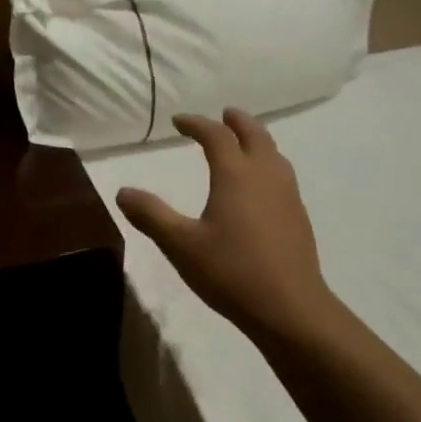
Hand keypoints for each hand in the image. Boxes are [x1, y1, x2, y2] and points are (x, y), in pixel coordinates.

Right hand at [116, 109, 334, 341]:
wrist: (289, 307)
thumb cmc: (231, 272)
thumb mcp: (180, 245)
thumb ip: (151, 215)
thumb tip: (123, 192)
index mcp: (236, 175)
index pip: (216, 136)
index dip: (196, 124)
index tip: (178, 122)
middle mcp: (265, 175)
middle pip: (254, 134)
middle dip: (236, 121)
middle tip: (223, 115)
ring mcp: (287, 194)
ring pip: (273, 152)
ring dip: (256, 139)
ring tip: (243, 142)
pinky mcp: (297, 215)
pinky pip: (281, 173)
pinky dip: (267, 162)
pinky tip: (260, 184)